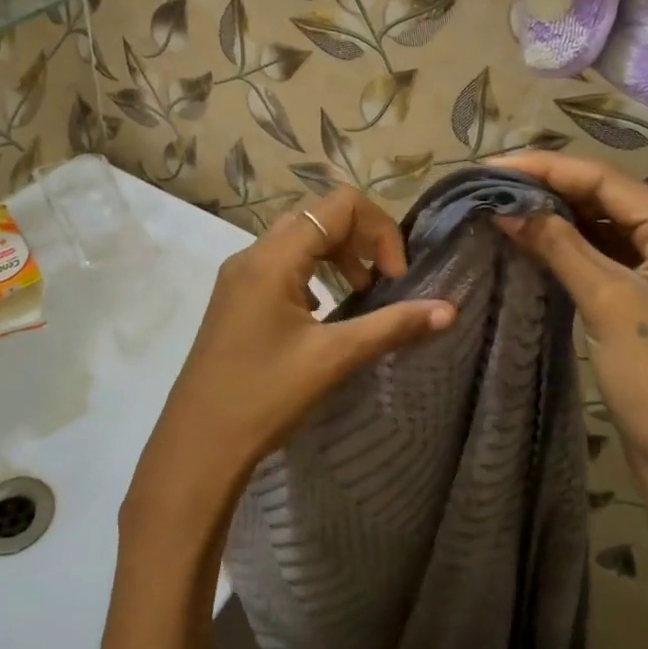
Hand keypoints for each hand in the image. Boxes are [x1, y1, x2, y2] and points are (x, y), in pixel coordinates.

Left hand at [127, 186, 455, 534]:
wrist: (198, 443)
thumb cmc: (265, 396)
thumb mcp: (333, 358)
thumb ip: (392, 325)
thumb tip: (449, 309)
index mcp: (273, 258)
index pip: (339, 205)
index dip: (379, 230)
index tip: (394, 278)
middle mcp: (252, 254)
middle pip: (318, 216)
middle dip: (360, 240)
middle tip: (381, 283)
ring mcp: (238, 275)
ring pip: (298, 239)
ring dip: (336, 256)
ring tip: (358, 295)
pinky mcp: (234, 297)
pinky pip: (280, 264)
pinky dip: (312, 273)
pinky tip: (323, 314)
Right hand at [491, 151, 647, 482]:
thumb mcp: (605, 303)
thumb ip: (557, 245)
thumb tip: (504, 207)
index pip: (608, 181)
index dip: (546, 170)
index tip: (490, 167)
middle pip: (608, 197)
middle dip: (549, 189)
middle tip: (490, 185)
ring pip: (606, 224)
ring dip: (557, 216)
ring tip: (502, 205)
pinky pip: (608, 253)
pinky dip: (571, 245)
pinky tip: (533, 237)